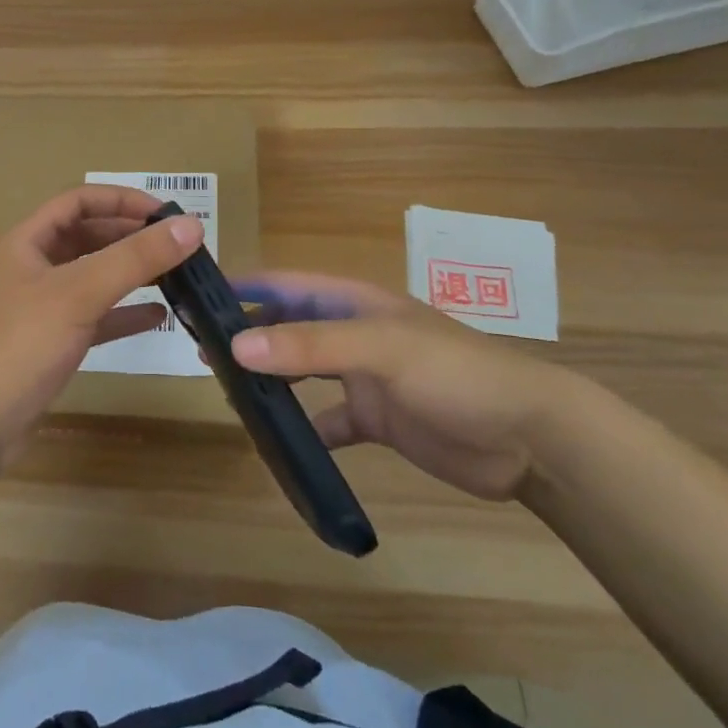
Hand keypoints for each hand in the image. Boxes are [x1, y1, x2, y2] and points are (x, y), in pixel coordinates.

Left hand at [0, 185, 204, 463]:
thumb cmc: (20, 345)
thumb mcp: (80, 293)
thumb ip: (135, 258)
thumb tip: (191, 225)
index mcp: (26, 242)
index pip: (78, 201)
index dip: (121, 200)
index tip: (166, 214)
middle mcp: (30, 267)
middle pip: (86, 237)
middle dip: (130, 237)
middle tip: (177, 246)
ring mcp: (38, 307)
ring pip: (91, 277)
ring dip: (129, 273)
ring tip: (175, 275)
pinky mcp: (48, 343)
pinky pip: (92, 317)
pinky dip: (122, 313)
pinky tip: (158, 317)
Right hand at [229, 272, 581, 500]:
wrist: (529, 438)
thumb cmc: (454, 374)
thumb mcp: (379, 349)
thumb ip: (309, 346)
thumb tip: (236, 345)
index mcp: (354, 302)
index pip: (286, 283)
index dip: (245, 285)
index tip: (198, 295)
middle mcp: (354, 333)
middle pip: (289, 325)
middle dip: (249, 332)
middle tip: (202, 350)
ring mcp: (365, 377)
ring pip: (304, 370)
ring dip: (271, 377)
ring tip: (228, 389)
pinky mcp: (378, 419)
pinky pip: (330, 422)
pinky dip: (306, 429)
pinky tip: (281, 444)